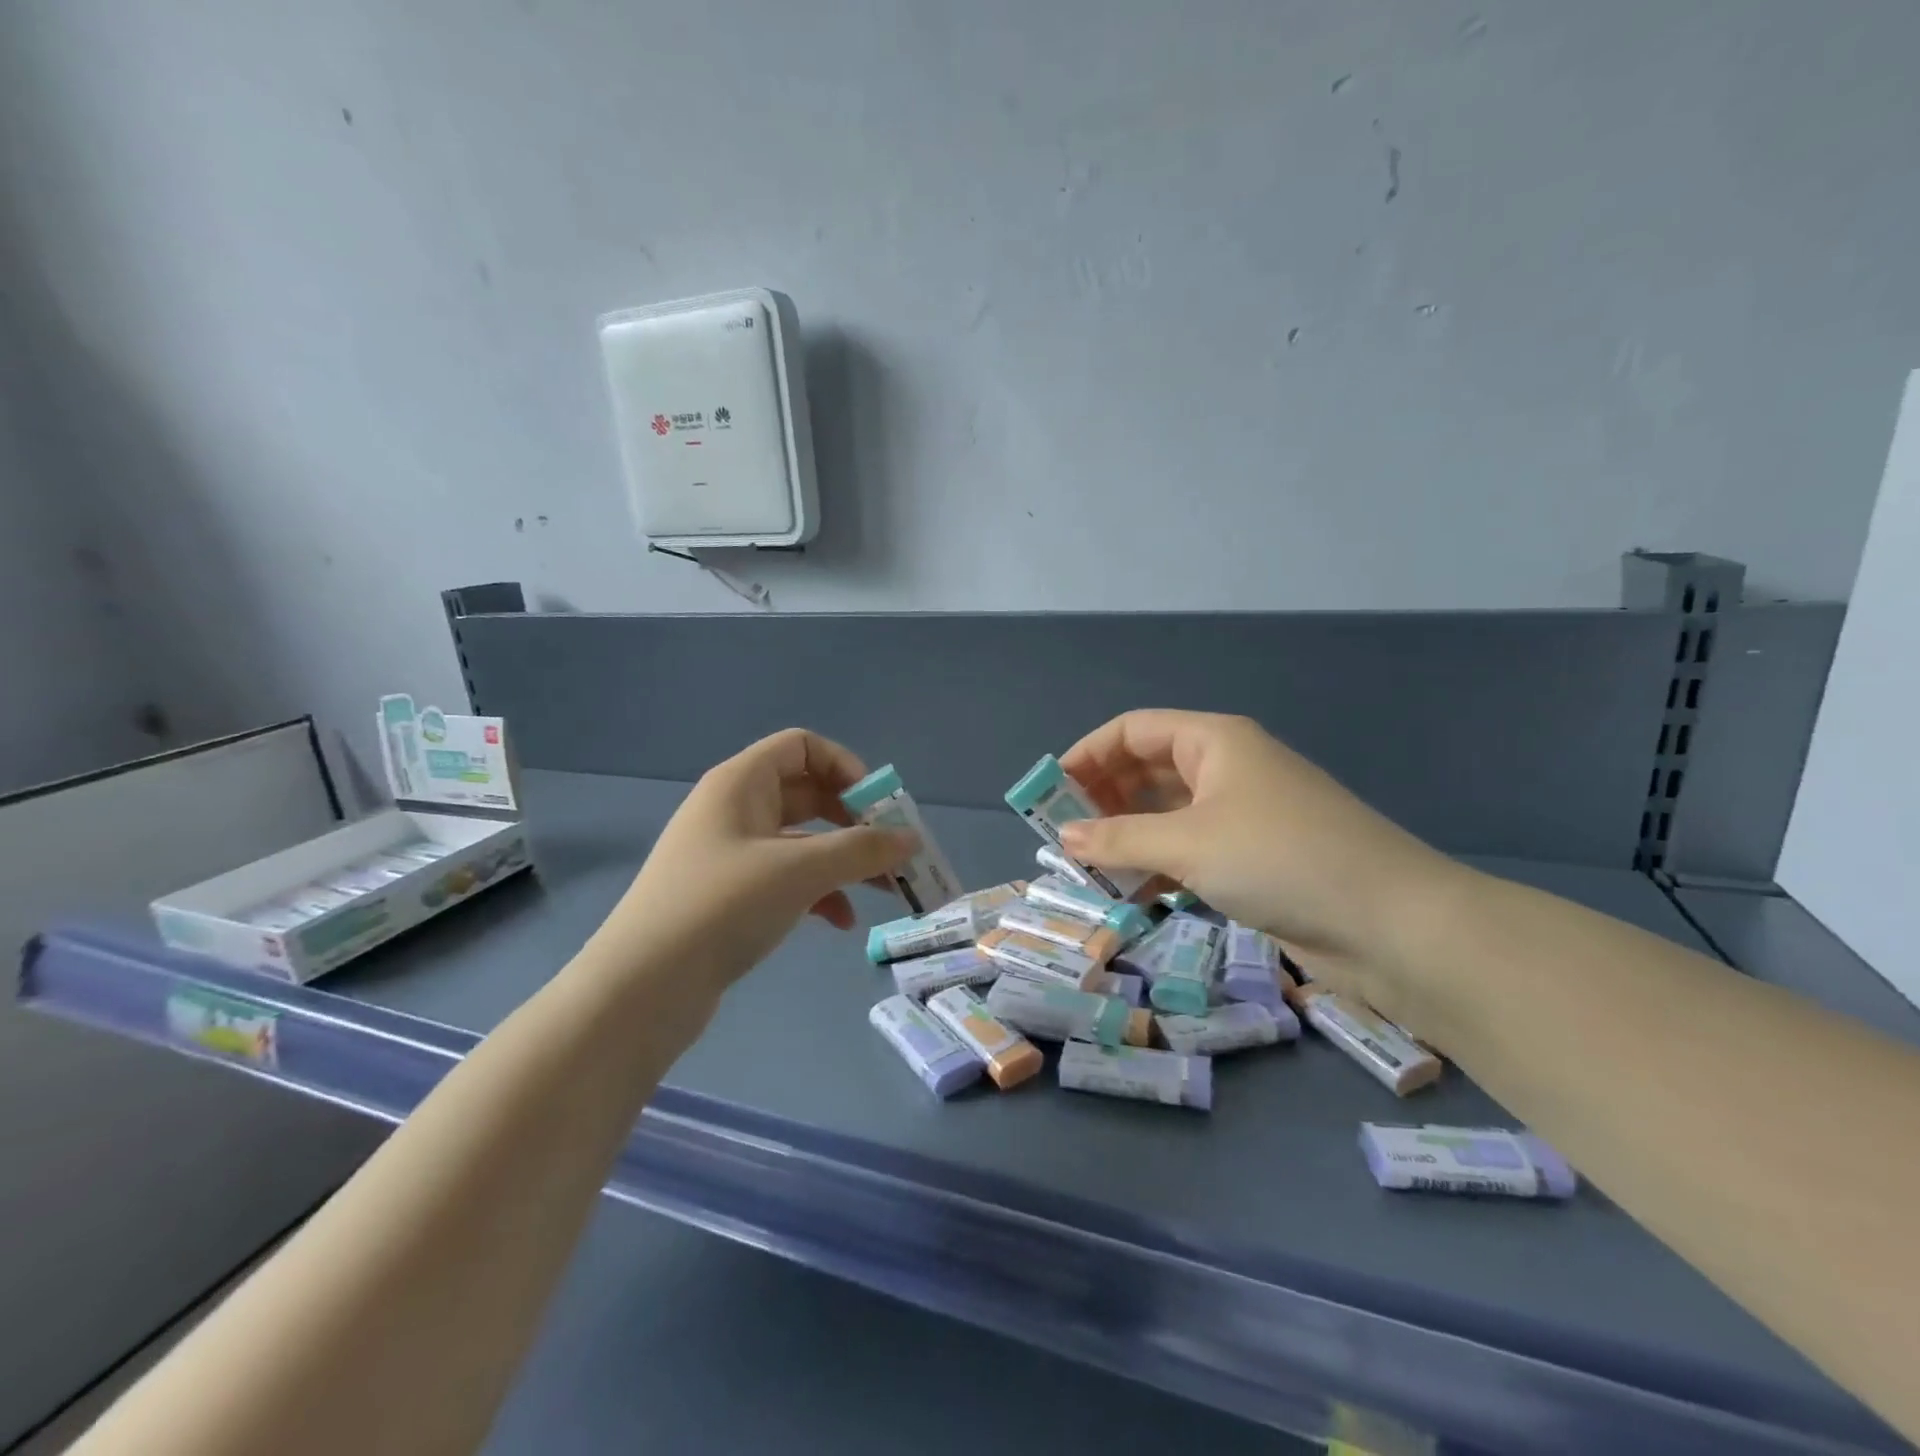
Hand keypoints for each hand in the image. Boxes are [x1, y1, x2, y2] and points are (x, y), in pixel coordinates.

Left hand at [580, 729, 913, 1004]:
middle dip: (856, 822)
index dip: (845, 767)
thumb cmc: (722, 906)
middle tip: (894, 852)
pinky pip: (787, 878)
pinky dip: (819, 892)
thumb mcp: (800, 871)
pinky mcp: (731, 896)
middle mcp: (735, 809)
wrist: (642, 988)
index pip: (803, 747)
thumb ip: (862, 850)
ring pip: (803, 842)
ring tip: (885, 891)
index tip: (878, 807)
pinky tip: (841, 922)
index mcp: (741, 783)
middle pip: (809, 795)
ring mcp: (731, 854)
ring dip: (845, 861)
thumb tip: (911, 839)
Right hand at [1058, 711, 1467, 1007]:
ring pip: (1166, 814)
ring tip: (1088, 866)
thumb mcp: (1188, 843)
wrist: (1390, 923)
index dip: (1087, 754)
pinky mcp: (1254, 858)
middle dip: (1103, 797)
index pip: (1133, 730)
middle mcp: (1226, 769)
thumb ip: (1119, 838)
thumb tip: (1064, 837)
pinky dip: (1157, 864)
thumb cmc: (1280, 858)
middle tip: (1063, 834)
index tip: (1050, 791)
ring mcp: (1242, 814)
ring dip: (1127, 835)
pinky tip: (1132, 892)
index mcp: (1214, 741)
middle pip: (1147, 769)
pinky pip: (1189, 849)